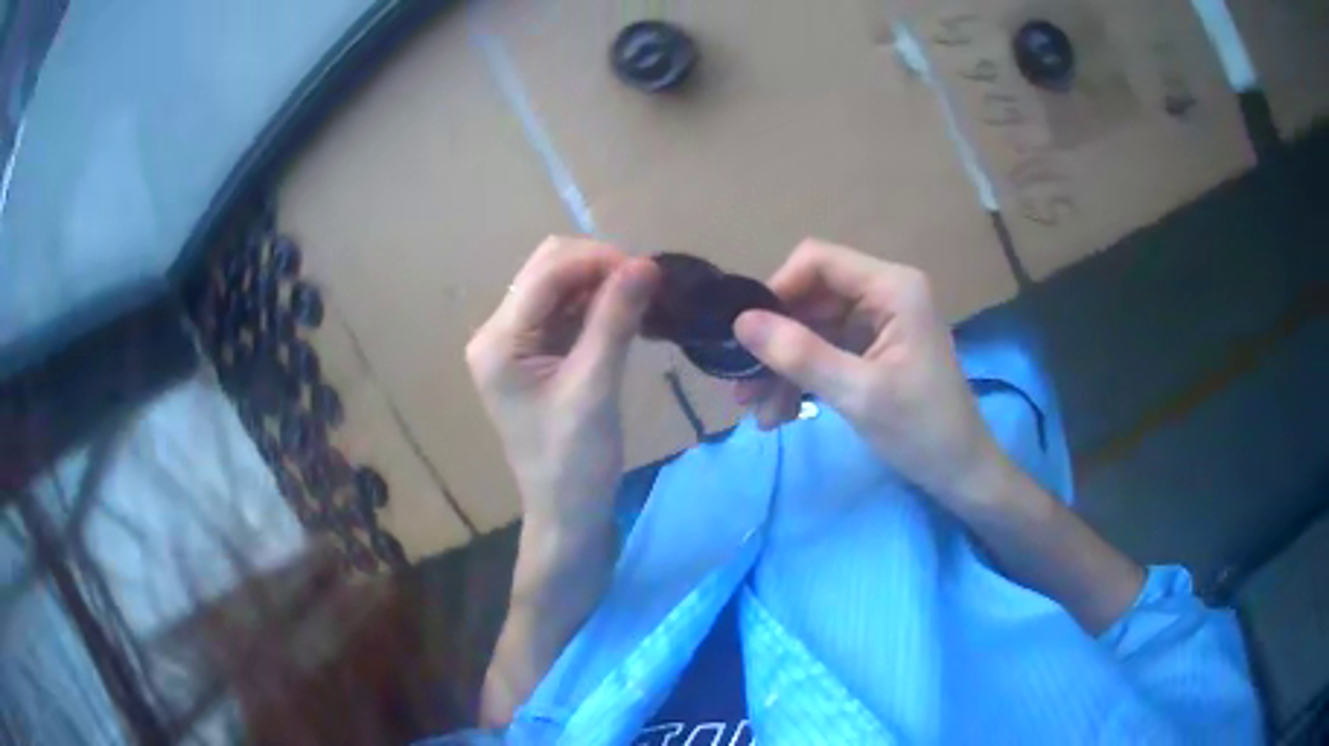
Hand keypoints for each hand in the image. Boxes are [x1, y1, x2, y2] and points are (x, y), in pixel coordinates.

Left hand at [466, 236, 659, 529]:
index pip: (546, 272)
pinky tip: (629, 316)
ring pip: (561, 289)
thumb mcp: (594, 388)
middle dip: (599, 269)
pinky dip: (599, 307)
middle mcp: (499, 333)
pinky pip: (568, 313)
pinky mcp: (537, 355)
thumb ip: (615, 320)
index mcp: (498, 341)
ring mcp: (517, 344)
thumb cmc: (575, 461)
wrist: (567, 513)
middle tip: (647, 287)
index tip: (648, 271)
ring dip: (602, 286)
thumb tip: (646, 263)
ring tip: (644, 300)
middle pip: (549, 271)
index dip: (597, 260)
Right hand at [733, 239, 1009, 509]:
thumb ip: (800, 354)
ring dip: (783, 367)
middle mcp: (884, 294)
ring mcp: (878, 324)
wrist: (960, 473)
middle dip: (776, 342)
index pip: (818, 261)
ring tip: (759, 412)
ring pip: (812, 329)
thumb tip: (740, 322)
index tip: (748, 335)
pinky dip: (801, 379)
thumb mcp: (858, 394)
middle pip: (811, 298)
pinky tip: (780, 415)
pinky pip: (824, 352)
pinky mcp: (872, 351)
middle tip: (743, 386)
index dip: (778, 290)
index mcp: (892, 288)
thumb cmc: (921, 430)